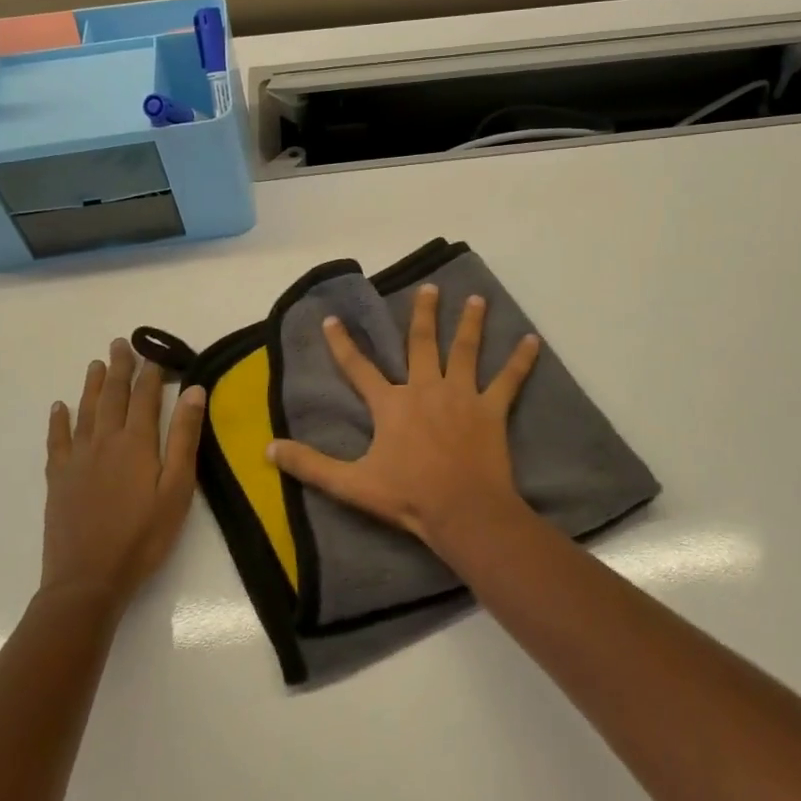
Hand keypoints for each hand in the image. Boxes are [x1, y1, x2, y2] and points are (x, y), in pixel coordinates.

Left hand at [41, 338, 204, 613]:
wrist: (88, 579)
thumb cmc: (144, 536)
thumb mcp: (177, 488)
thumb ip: (184, 437)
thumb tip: (193, 390)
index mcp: (136, 443)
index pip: (145, 397)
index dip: (151, 373)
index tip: (155, 352)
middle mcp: (104, 441)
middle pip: (112, 396)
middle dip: (119, 368)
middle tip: (120, 343)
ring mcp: (77, 459)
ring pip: (85, 411)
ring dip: (92, 385)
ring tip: (96, 364)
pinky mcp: (59, 479)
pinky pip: (57, 440)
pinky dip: (59, 420)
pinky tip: (59, 407)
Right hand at [267, 284, 540, 551]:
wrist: (462, 512)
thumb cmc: (407, 498)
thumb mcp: (351, 484)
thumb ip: (310, 464)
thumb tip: (268, 449)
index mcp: (391, 404)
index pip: (359, 368)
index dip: (343, 343)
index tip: (332, 318)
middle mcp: (425, 388)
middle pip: (422, 343)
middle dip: (423, 314)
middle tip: (430, 288)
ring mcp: (462, 396)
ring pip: (465, 350)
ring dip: (471, 323)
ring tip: (477, 300)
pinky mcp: (491, 410)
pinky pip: (509, 380)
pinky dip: (522, 360)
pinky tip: (533, 340)